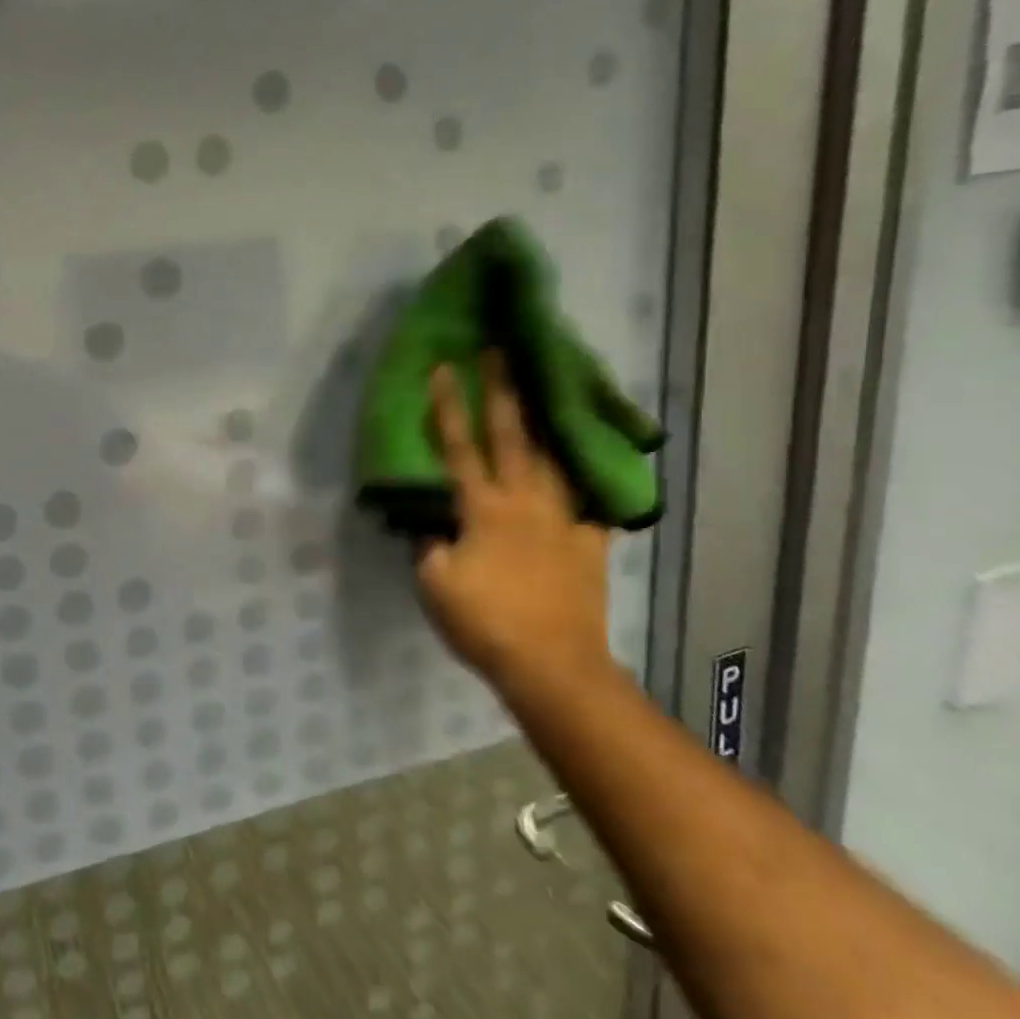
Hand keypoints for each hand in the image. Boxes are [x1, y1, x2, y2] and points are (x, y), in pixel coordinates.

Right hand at [417, 353, 612, 684]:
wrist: (553, 664)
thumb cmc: (484, 622)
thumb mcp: (434, 584)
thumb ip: (430, 545)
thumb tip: (430, 525)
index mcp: (484, 509)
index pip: (461, 448)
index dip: (449, 408)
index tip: (444, 369)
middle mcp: (526, 503)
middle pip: (514, 438)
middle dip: (504, 392)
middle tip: (502, 354)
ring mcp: (563, 522)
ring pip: (556, 463)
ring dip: (546, 426)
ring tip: (546, 398)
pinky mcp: (590, 545)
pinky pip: (590, 505)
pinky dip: (587, 486)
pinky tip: (587, 477)